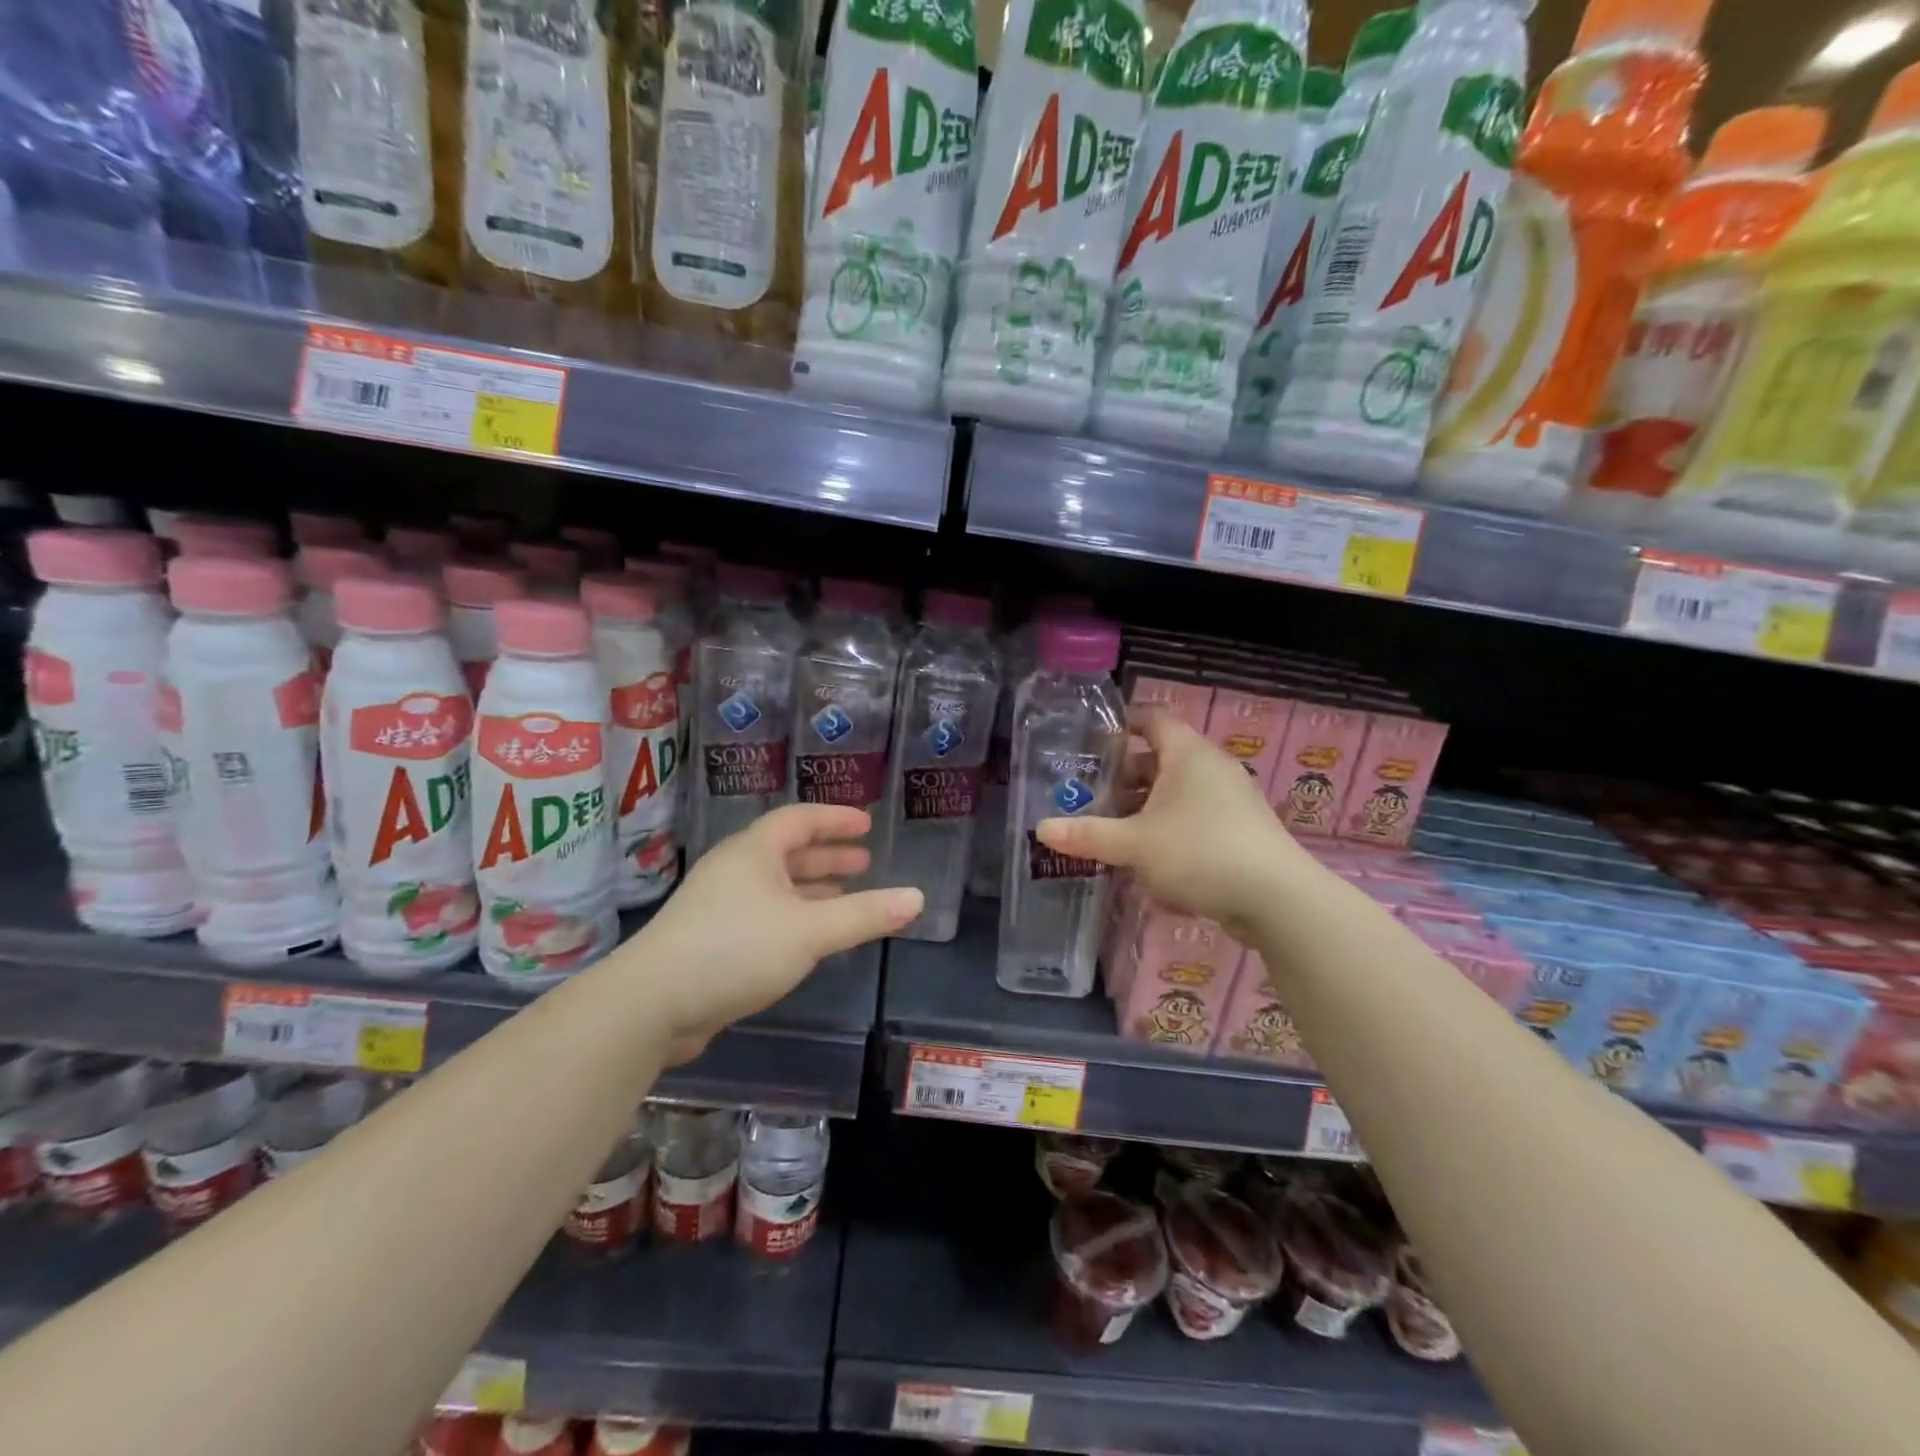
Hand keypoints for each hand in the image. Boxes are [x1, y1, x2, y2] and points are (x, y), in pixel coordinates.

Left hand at [635, 804, 922, 1060]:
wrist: (652, 1005)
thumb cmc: (735, 950)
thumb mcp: (810, 931)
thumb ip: (864, 915)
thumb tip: (916, 898)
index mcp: (753, 852)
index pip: (799, 820)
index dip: (835, 819)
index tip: (865, 824)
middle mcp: (734, 870)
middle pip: (787, 851)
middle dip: (827, 856)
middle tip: (864, 863)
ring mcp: (719, 905)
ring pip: (775, 886)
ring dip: (811, 888)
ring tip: (846, 897)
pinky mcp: (711, 939)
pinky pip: (764, 913)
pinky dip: (794, 915)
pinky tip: (810, 937)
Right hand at [1036, 711, 1302, 939]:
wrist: (1277, 900)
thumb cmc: (1200, 853)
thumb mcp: (1134, 844)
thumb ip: (1088, 835)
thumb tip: (1041, 829)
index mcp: (1188, 754)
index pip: (1152, 719)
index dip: (1121, 724)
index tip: (1091, 741)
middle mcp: (1211, 769)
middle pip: (1160, 760)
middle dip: (1123, 778)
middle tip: (1089, 795)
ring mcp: (1230, 801)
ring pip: (1176, 794)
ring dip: (1144, 810)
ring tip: (1112, 832)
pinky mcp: (1239, 832)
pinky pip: (1194, 820)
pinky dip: (1168, 831)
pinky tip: (1148, 863)